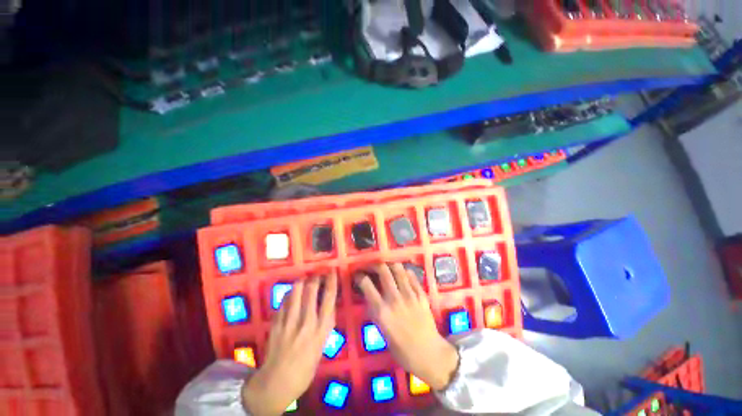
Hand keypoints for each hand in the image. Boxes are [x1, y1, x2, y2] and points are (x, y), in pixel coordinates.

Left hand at [242, 272, 337, 415]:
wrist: (276, 383)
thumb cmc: (305, 368)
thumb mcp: (322, 346)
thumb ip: (325, 325)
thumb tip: (328, 306)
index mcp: (320, 329)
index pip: (329, 298)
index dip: (331, 281)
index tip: (332, 271)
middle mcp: (306, 322)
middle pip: (311, 290)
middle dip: (316, 278)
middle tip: (318, 274)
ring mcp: (289, 321)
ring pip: (296, 291)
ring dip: (302, 282)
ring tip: (305, 280)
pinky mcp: (276, 323)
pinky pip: (283, 301)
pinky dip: (289, 293)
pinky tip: (291, 294)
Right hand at [355, 263, 459, 390]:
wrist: (428, 353)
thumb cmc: (401, 348)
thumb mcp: (382, 330)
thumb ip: (376, 310)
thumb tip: (370, 295)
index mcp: (382, 311)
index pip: (367, 284)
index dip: (360, 276)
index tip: (358, 275)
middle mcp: (395, 299)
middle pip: (383, 270)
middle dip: (374, 265)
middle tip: (372, 267)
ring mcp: (410, 295)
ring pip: (398, 269)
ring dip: (390, 265)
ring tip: (387, 266)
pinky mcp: (421, 294)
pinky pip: (412, 276)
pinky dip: (405, 272)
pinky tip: (402, 273)